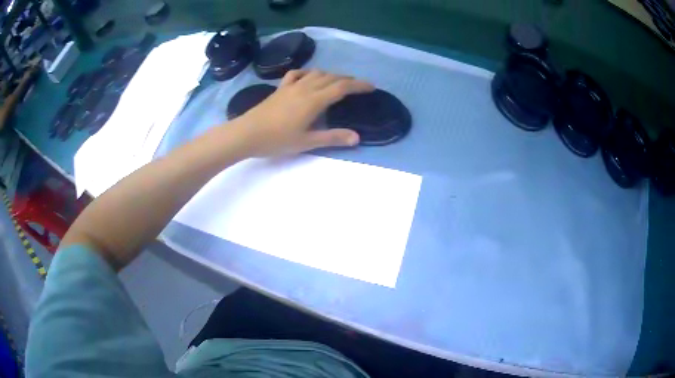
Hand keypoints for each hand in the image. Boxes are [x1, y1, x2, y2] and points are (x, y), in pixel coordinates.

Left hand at [231, 69, 373, 156]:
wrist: (247, 133)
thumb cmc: (277, 140)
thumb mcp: (307, 142)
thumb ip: (332, 137)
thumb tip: (356, 137)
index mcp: (314, 100)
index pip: (342, 88)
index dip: (359, 85)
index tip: (371, 87)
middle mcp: (305, 88)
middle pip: (332, 77)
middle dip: (348, 79)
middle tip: (359, 86)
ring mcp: (291, 86)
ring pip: (316, 73)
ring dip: (331, 75)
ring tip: (338, 82)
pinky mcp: (280, 88)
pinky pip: (297, 73)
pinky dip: (308, 73)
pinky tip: (309, 77)